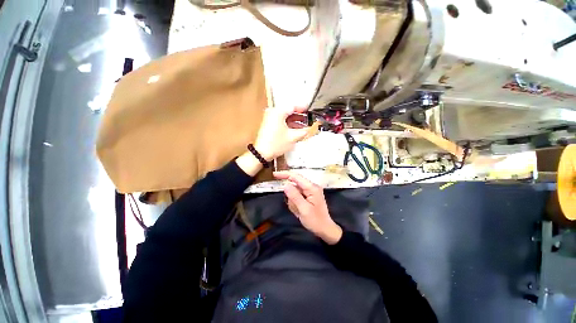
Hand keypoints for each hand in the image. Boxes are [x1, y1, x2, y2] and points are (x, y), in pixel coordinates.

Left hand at [254, 106, 309, 160]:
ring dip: (294, 122)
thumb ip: (304, 131)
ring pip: (285, 117)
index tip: (309, 111)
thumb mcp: (293, 137)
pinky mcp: (268, 124)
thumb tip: (309, 129)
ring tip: (303, 127)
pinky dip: (288, 124)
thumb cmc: (275, 144)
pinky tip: (295, 130)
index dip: (303, 109)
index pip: (293, 106)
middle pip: (289, 112)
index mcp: (278, 112)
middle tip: (307, 120)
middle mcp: (272, 113)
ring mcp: (269, 118)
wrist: (262, 153)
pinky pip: (280, 121)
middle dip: (299, 117)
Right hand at [273, 171, 342, 244]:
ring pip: (294, 192)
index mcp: (312, 188)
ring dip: (294, 202)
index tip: (274, 175)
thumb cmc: (316, 220)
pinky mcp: (309, 196)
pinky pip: (297, 197)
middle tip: (296, 208)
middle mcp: (311, 187)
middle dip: (291, 197)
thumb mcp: (304, 209)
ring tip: (300, 212)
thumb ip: (294, 196)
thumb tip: (285, 185)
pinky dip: (296, 204)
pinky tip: (300, 212)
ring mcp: (310, 192)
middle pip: (294, 186)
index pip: (296, 176)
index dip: (284, 174)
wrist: (325, 229)